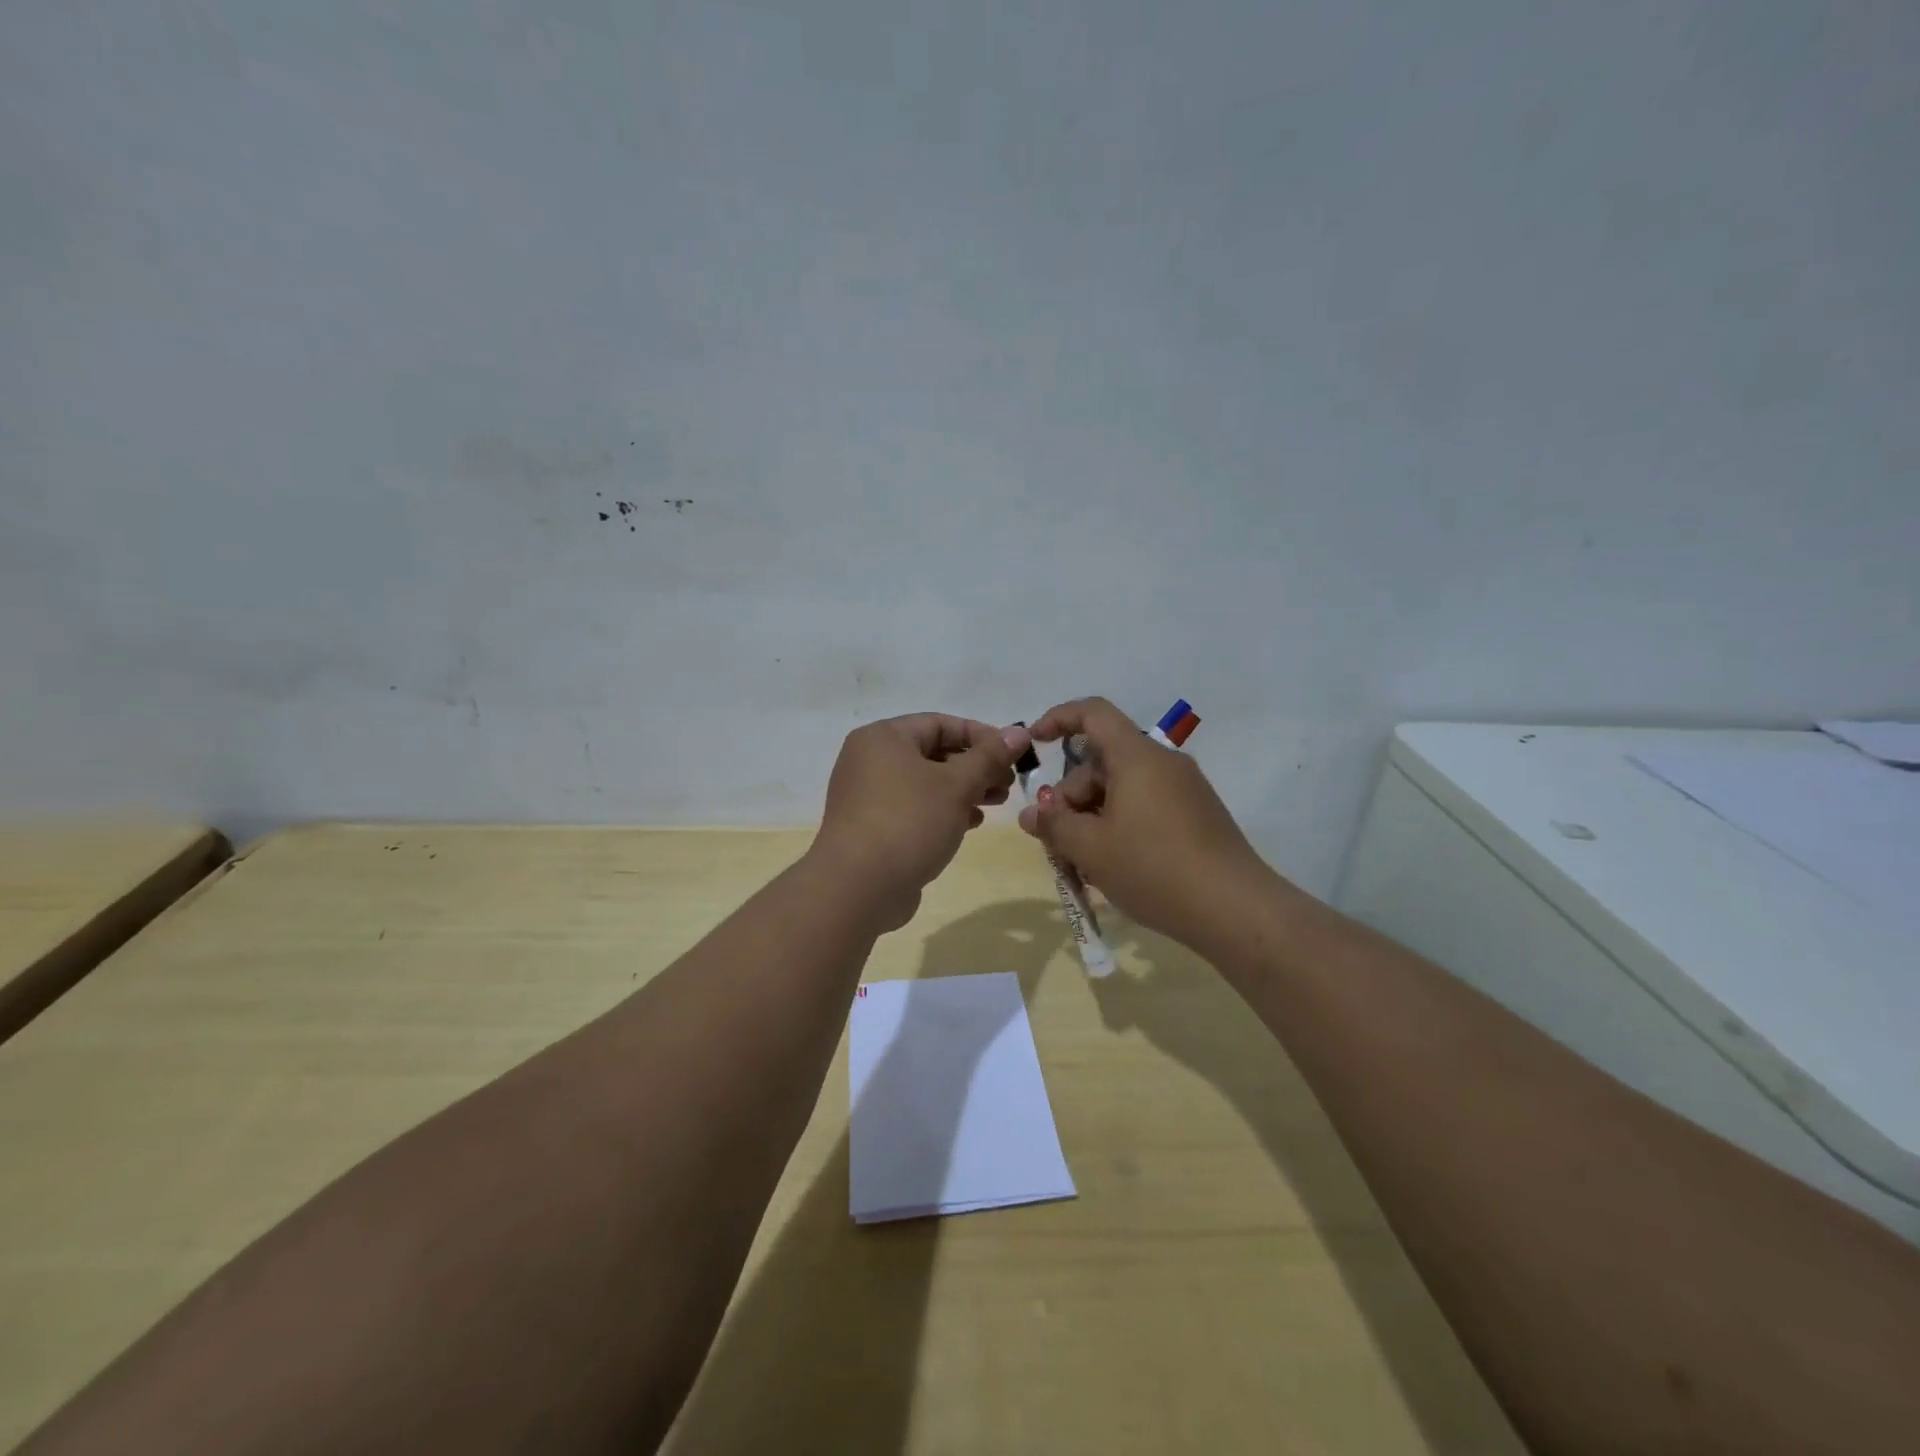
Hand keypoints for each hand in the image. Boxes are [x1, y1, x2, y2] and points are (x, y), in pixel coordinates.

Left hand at [812, 714, 1030, 929]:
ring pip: (926, 783)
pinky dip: (943, 810)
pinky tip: (971, 823)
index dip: (981, 735)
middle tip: (1008, 783)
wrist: (858, 887)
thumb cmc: (909, 821)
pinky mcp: (872, 827)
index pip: (940, 724)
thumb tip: (1019, 731)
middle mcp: (870, 760)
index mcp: (883, 737)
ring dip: (964, 789)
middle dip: (975, 766)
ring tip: (997, 803)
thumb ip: (989, 756)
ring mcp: (868, 796)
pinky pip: (914, 808)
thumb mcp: (956, 785)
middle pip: (933, 753)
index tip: (1013, 753)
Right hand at [1017, 697, 1264, 946]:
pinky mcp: (1197, 816)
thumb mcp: (1090, 849)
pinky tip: (1112, 867)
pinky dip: (1119, 826)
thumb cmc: (1154, 868)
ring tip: (1082, 864)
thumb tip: (1033, 814)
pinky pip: (1145, 806)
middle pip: (1102, 762)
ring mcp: (1184, 790)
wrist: (1235, 910)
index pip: (1093, 713)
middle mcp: (1163, 763)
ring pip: (1122, 789)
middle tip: (1056, 840)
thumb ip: (1054, 825)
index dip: (1058, 718)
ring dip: (1093, 817)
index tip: (1035, 742)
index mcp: (1137, 757)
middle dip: (1071, 795)